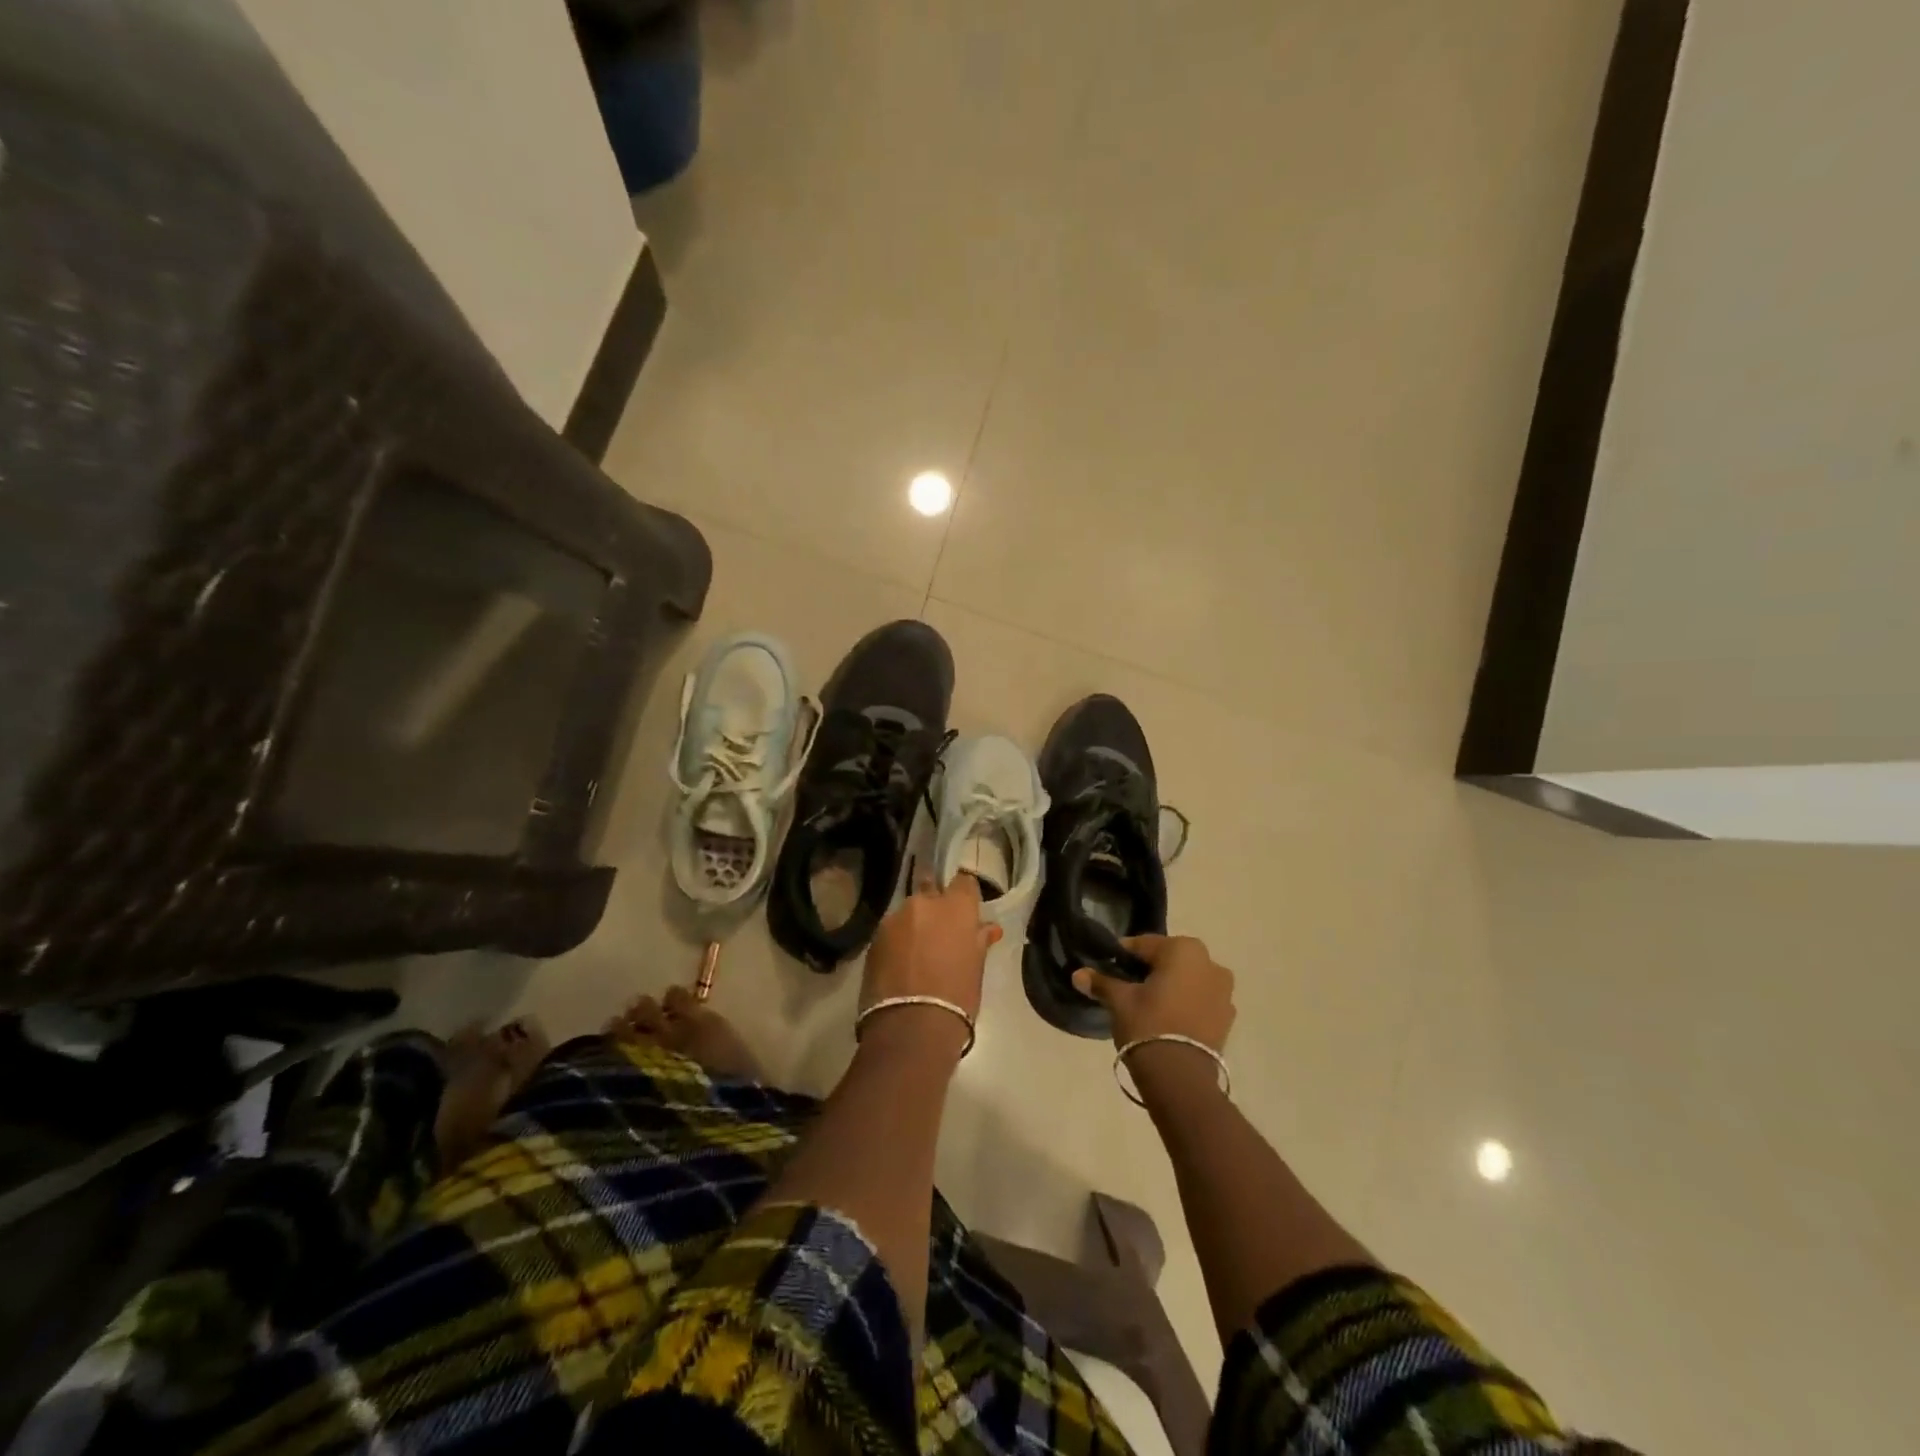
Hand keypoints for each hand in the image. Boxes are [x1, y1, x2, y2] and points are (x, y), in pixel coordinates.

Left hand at [859, 873, 1000, 1054]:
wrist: (911, 1028)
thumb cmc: (956, 997)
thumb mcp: (976, 969)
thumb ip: (978, 941)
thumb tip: (987, 928)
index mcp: (955, 907)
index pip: (964, 882)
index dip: (965, 894)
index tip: (967, 910)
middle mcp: (923, 903)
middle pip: (931, 890)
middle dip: (935, 905)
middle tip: (940, 931)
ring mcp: (895, 919)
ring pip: (908, 913)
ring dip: (914, 925)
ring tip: (917, 953)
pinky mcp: (874, 938)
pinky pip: (891, 932)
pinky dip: (897, 941)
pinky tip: (900, 964)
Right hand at [1072, 934, 1234, 1052]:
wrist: (1181, 1077)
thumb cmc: (1148, 1025)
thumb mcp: (1119, 1001)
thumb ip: (1101, 983)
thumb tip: (1078, 974)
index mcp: (1184, 950)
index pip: (1144, 945)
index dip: (1124, 956)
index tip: (1109, 967)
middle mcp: (1210, 963)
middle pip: (1170, 960)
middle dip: (1151, 969)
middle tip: (1128, 986)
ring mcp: (1224, 992)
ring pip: (1189, 980)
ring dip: (1172, 986)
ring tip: (1149, 1005)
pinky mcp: (1228, 1019)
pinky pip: (1201, 1001)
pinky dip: (1186, 1004)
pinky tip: (1169, 1020)